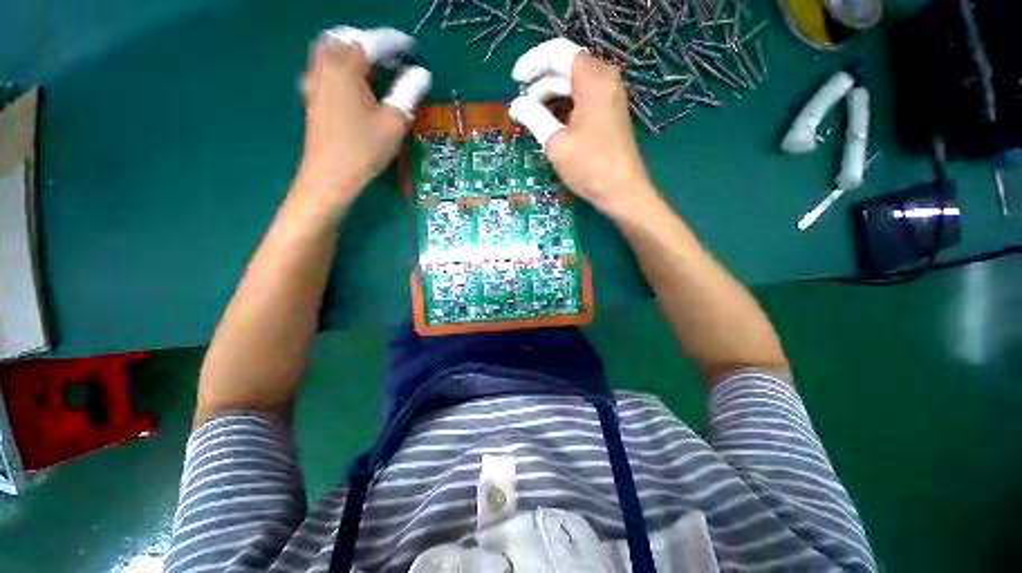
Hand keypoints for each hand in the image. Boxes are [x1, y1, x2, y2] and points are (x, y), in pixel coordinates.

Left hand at [295, 27, 430, 215]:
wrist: (330, 176)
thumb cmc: (364, 150)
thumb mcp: (393, 122)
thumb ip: (408, 92)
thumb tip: (422, 74)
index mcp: (344, 66)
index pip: (373, 42)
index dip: (396, 43)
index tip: (413, 50)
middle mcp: (324, 65)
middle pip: (346, 37)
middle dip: (372, 42)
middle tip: (394, 58)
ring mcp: (314, 80)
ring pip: (333, 50)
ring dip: (356, 51)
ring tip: (379, 69)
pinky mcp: (312, 96)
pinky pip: (327, 67)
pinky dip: (345, 65)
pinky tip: (360, 84)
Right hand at [509, 39, 656, 218]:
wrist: (621, 191)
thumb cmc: (589, 166)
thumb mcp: (556, 142)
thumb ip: (534, 117)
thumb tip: (516, 105)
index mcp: (593, 80)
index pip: (558, 53)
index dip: (533, 63)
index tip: (515, 80)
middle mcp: (605, 81)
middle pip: (566, 68)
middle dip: (540, 82)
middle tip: (521, 104)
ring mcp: (609, 98)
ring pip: (574, 85)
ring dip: (550, 96)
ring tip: (531, 115)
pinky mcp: (608, 114)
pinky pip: (582, 99)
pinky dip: (564, 106)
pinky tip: (550, 122)